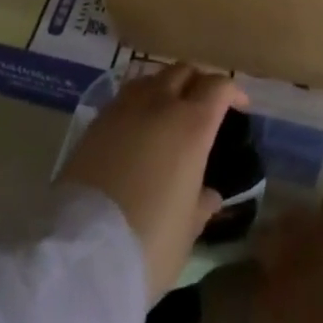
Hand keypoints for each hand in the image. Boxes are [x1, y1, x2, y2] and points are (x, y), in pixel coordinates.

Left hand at [57, 64, 247, 307]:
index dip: (232, 91)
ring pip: (152, 77)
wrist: (82, 251)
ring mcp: (124, 108)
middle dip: (199, 82)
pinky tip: (139, 124)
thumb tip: (209, 194)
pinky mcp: (96, 120)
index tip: (240, 105)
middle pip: (184, 71)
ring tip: (170, 109)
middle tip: (205, 103)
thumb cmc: (149, 243)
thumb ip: (201, 204)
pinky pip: (126, 95)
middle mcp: (159, 104)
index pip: (218, 87)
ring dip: (167, 86)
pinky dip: (140, 100)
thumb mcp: (187, 230)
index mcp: (192, 125)